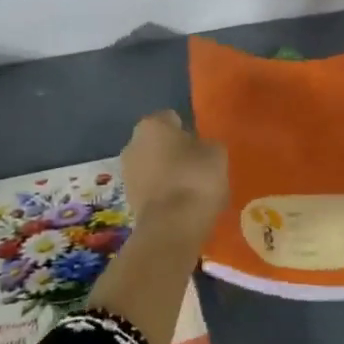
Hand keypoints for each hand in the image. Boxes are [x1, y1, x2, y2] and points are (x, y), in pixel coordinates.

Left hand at [122, 110, 228, 228]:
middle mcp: (132, 144)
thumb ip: (207, 145)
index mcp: (152, 125)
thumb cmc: (196, 178)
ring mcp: (127, 173)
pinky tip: (179, 204)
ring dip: (166, 173)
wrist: (173, 225)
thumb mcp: (216, 153)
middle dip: (173, 151)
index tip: (201, 146)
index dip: (188, 130)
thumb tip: (200, 149)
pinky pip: (150, 188)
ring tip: (189, 188)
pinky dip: (161, 193)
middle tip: (196, 166)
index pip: (171, 118)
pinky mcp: (128, 199)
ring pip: (151, 166)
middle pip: (157, 142)